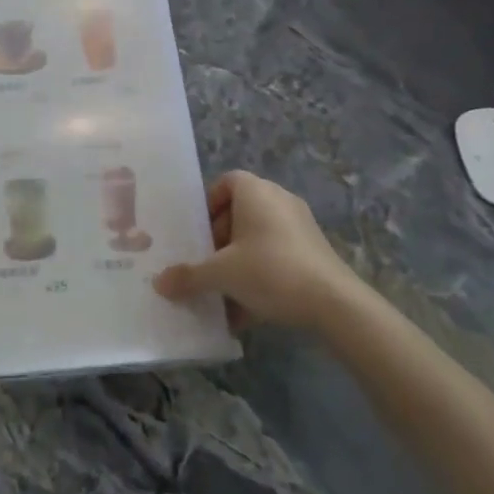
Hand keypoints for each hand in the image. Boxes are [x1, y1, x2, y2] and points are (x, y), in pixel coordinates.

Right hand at [153, 170, 368, 328]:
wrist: (334, 303)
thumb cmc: (270, 270)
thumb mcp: (221, 274)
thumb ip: (189, 276)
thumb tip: (159, 284)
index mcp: (255, 191)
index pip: (227, 182)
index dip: (209, 204)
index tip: (199, 233)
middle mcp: (279, 200)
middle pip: (241, 212)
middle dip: (220, 239)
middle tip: (207, 263)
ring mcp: (301, 226)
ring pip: (258, 238)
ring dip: (239, 262)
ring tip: (224, 291)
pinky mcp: (315, 252)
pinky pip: (277, 256)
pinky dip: (261, 276)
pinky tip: (248, 312)